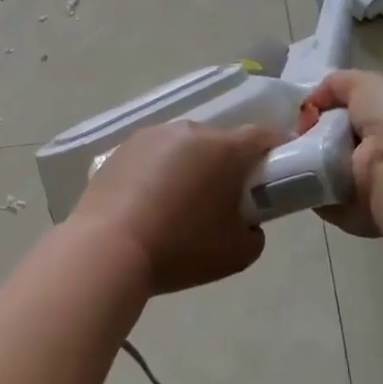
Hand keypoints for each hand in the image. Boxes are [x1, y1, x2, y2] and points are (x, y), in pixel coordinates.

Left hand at [70, 121, 280, 293]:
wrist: (107, 249)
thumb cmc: (180, 249)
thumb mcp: (239, 253)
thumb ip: (255, 230)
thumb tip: (245, 219)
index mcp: (224, 149)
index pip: (263, 137)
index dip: (275, 154)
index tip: (273, 177)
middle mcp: (189, 131)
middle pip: (221, 141)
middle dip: (228, 165)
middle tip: (222, 201)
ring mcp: (152, 135)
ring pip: (185, 146)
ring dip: (191, 166)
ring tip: (178, 204)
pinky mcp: (122, 147)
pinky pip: (154, 154)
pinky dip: (159, 171)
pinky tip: (148, 202)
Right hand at [299, 69, 382, 237]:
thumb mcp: (367, 84)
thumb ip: (336, 85)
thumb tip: (310, 105)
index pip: (341, 117)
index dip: (316, 113)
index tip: (298, 116)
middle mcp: (376, 154)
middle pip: (326, 145)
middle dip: (303, 141)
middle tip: (284, 138)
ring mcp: (367, 187)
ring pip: (321, 175)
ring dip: (302, 168)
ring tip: (286, 159)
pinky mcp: (356, 216)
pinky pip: (323, 203)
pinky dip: (310, 194)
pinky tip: (299, 181)